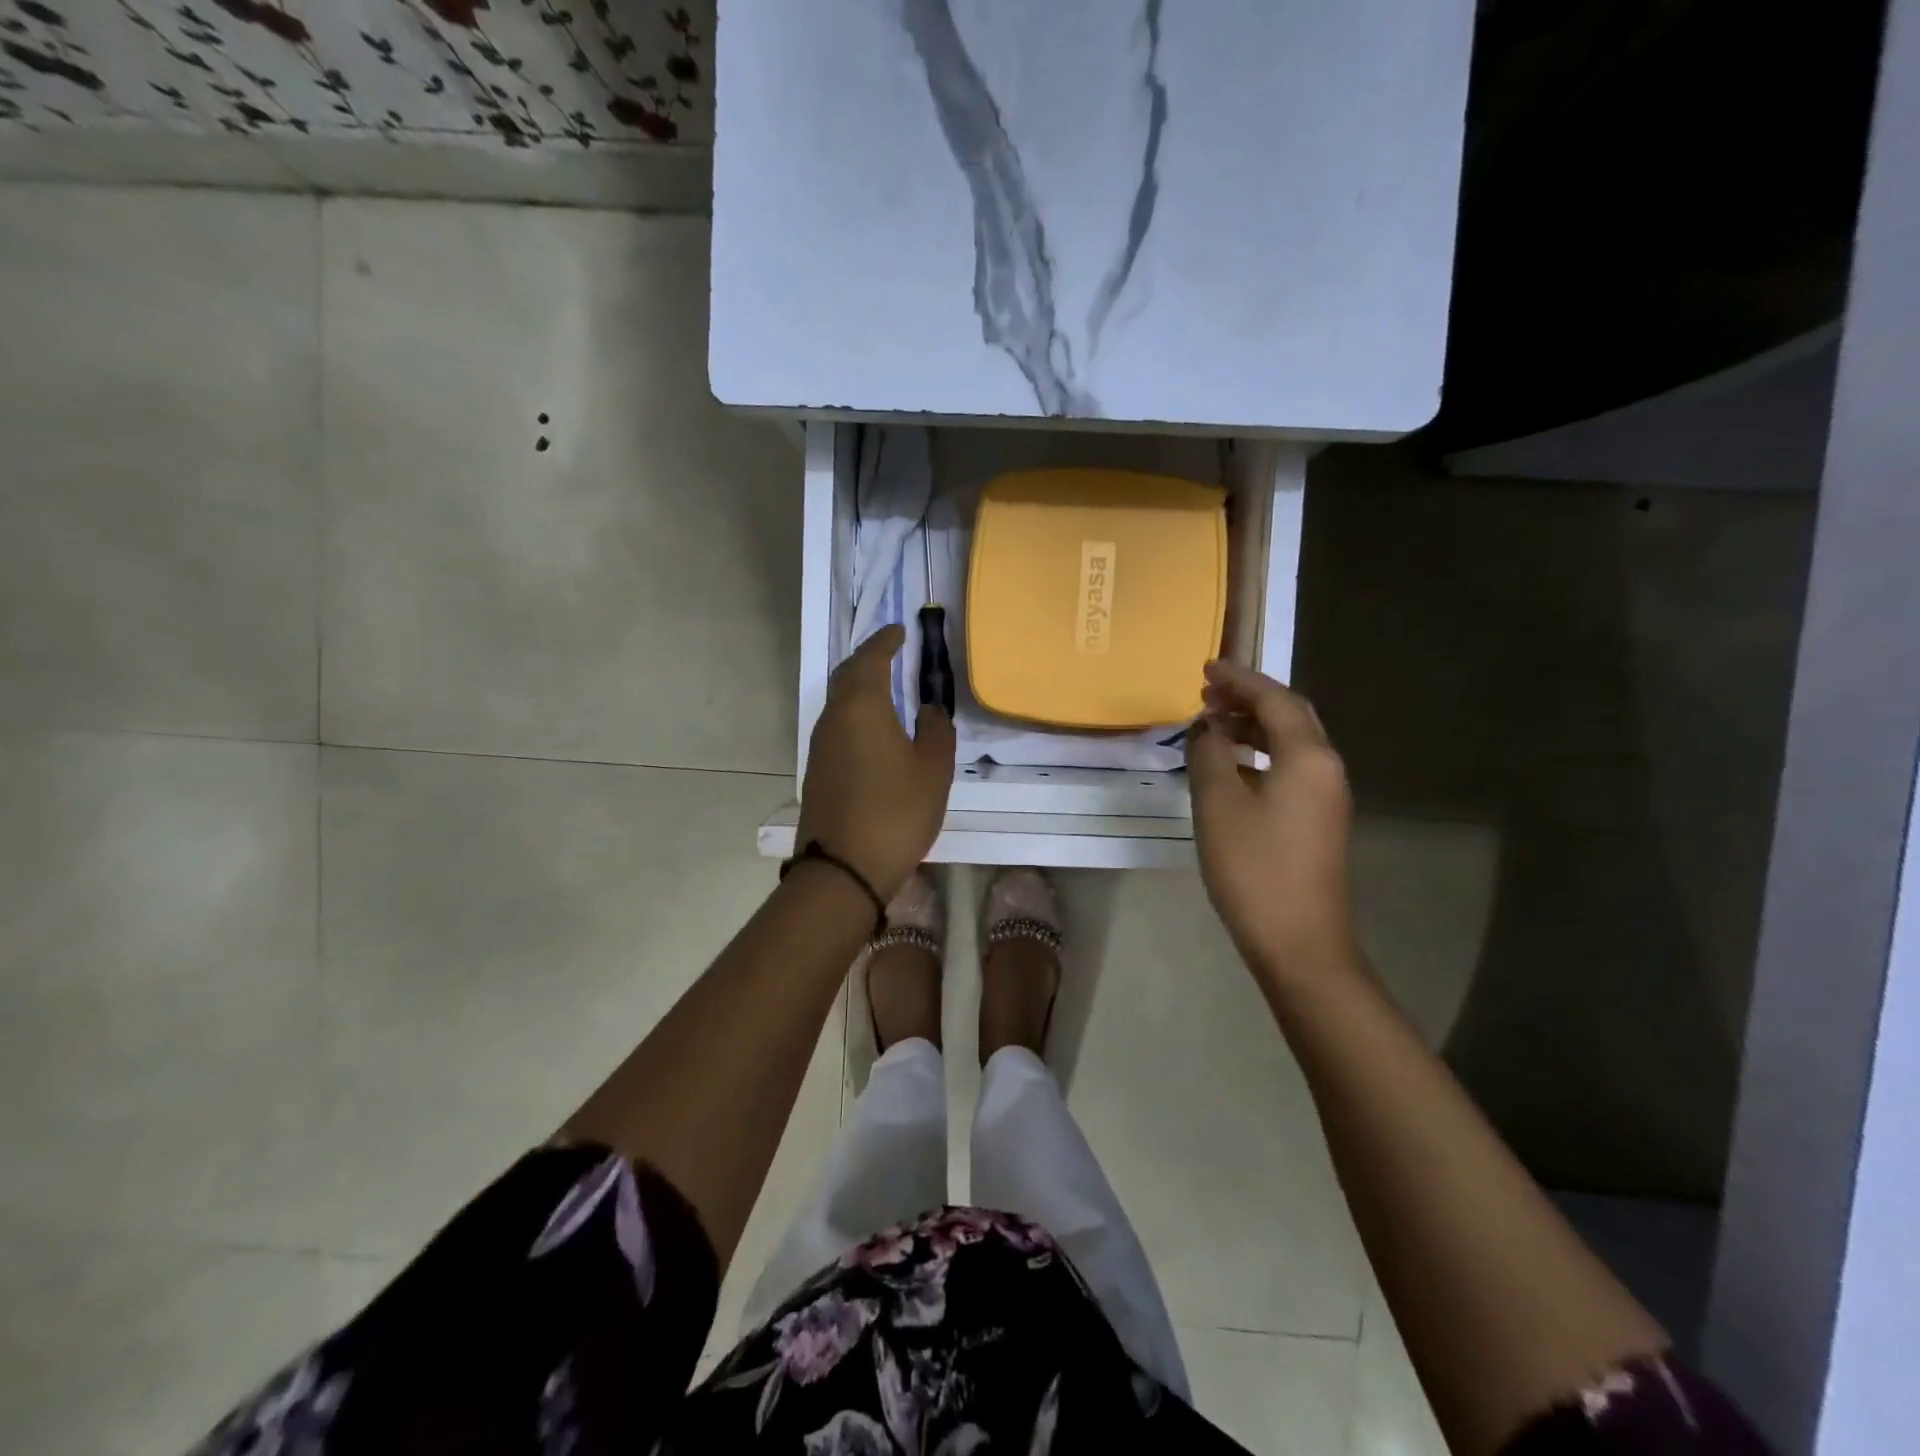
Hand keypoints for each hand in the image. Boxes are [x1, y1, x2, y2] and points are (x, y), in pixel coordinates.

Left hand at [796, 624, 956, 901]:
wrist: (843, 868)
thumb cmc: (896, 811)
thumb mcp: (933, 770)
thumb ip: (937, 731)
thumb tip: (930, 710)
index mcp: (862, 706)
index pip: (871, 659)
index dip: (886, 641)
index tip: (899, 631)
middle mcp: (834, 718)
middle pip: (847, 676)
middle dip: (868, 660)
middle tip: (891, 654)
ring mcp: (820, 745)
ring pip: (838, 701)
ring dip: (859, 687)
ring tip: (885, 688)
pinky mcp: (817, 770)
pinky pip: (836, 725)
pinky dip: (854, 714)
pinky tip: (871, 730)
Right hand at [1186, 660, 1356, 981]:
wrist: (1299, 942)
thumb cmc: (1254, 868)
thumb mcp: (1218, 804)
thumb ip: (1210, 754)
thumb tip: (1207, 727)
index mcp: (1307, 757)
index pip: (1274, 699)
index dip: (1240, 679)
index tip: (1207, 667)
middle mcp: (1325, 768)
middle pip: (1290, 716)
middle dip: (1249, 698)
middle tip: (1207, 692)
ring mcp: (1326, 796)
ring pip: (1291, 743)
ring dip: (1253, 726)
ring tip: (1212, 723)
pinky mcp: (1318, 820)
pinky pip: (1290, 767)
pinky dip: (1260, 753)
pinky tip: (1231, 765)